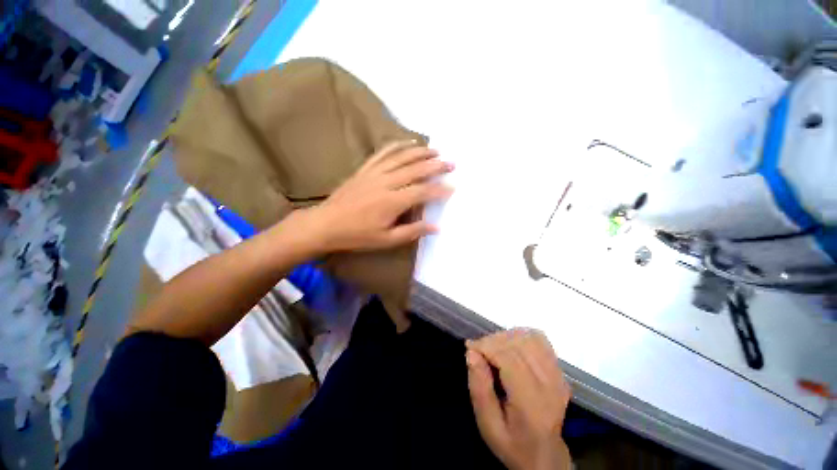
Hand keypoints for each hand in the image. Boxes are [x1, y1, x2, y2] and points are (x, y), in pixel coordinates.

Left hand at [296, 140, 452, 253]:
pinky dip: (397, 145)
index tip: (452, 188)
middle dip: (436, 165)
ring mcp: (374, 173)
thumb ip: (412, 231)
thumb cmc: (358, 235)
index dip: (439, 190)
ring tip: (435, 150)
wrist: (326, 224)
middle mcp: (386, 182)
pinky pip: (383, 153)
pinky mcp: (365, 169)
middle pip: (415, 169)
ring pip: (402, 157)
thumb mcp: (387, 240)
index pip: (422, 192)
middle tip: (451, 163)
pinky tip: (407, 143)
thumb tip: (436, 227)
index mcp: (392, 202)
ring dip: (420, 152)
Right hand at [466, 329, 571, 469]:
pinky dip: (521, 336)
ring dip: (506, 337)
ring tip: (493, 349)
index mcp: (532, 404)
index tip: (470, 348)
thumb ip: (479, 389)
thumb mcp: (488, 425)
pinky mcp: (560, 370)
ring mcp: (559, 376)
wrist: (545, 456)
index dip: (487, 347)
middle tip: (478, 350)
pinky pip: (540, 340)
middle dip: (493, 341)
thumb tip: (471, 353)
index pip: (510, 359)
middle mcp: (550, 385)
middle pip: (519, 345)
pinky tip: (510, 346)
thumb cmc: (512, 443)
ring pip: (529, 338)